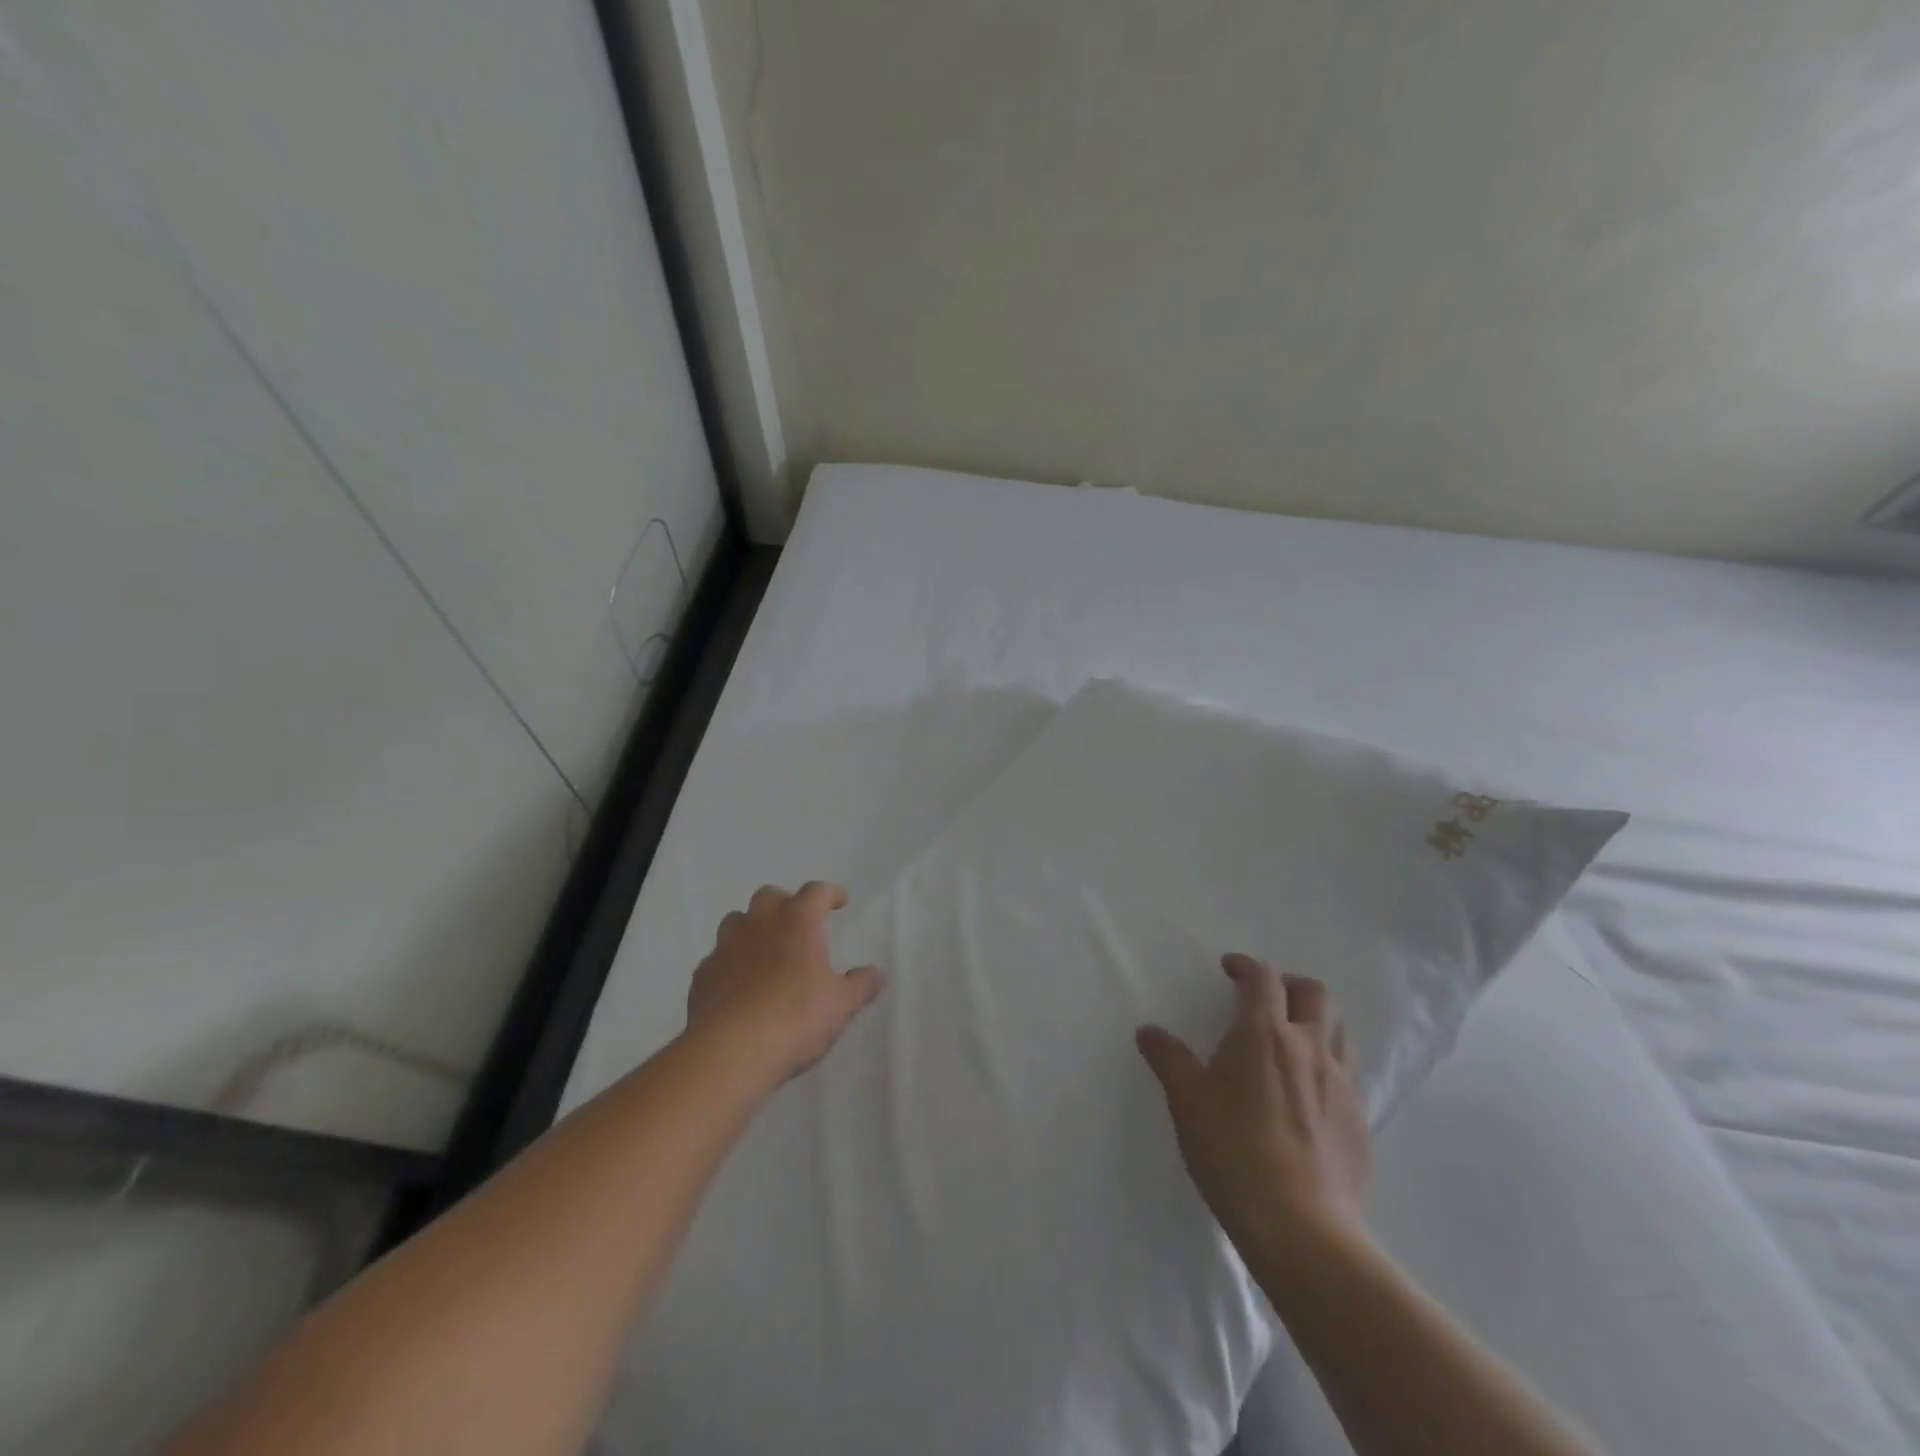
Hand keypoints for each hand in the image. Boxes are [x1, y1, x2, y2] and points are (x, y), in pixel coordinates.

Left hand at [686, 881, 885, 1086]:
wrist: (728, 1053)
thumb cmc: (795, 1019)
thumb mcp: (840, 1005)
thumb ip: (860, 985)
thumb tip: (878, 974)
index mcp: (797, 921)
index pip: (817, 892)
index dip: (831, 894)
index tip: (840, 902)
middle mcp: (759, 924)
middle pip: (770, 897)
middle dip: (786, 905)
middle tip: (799, 926)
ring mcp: (725, 947)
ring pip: (737, 921)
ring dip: (753, 929)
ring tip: (766, 952)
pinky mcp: (702, 975)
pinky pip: (718, 958)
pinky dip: (731, 963)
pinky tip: (740, 986)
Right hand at [1136, 955, 1372, 1258]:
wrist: (1301, 1227)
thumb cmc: (1233, 1152)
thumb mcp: (1187, 1102)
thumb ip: (1168, 1059)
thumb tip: (1148, 1031)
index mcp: (1265, 1033)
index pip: (1263, 978)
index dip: (1245, 965)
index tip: (1229, 969)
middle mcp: (1310, 1046)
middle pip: (1314, 992)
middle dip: (1289, 983)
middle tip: (1265, 995)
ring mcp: (1342, 1082)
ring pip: (1340, 1028)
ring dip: (1316, 1017)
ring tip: (1292, 1034)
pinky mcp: (1361, 1118)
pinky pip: (1349, 1070)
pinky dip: (1329, 1059)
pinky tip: (1309, 1087)